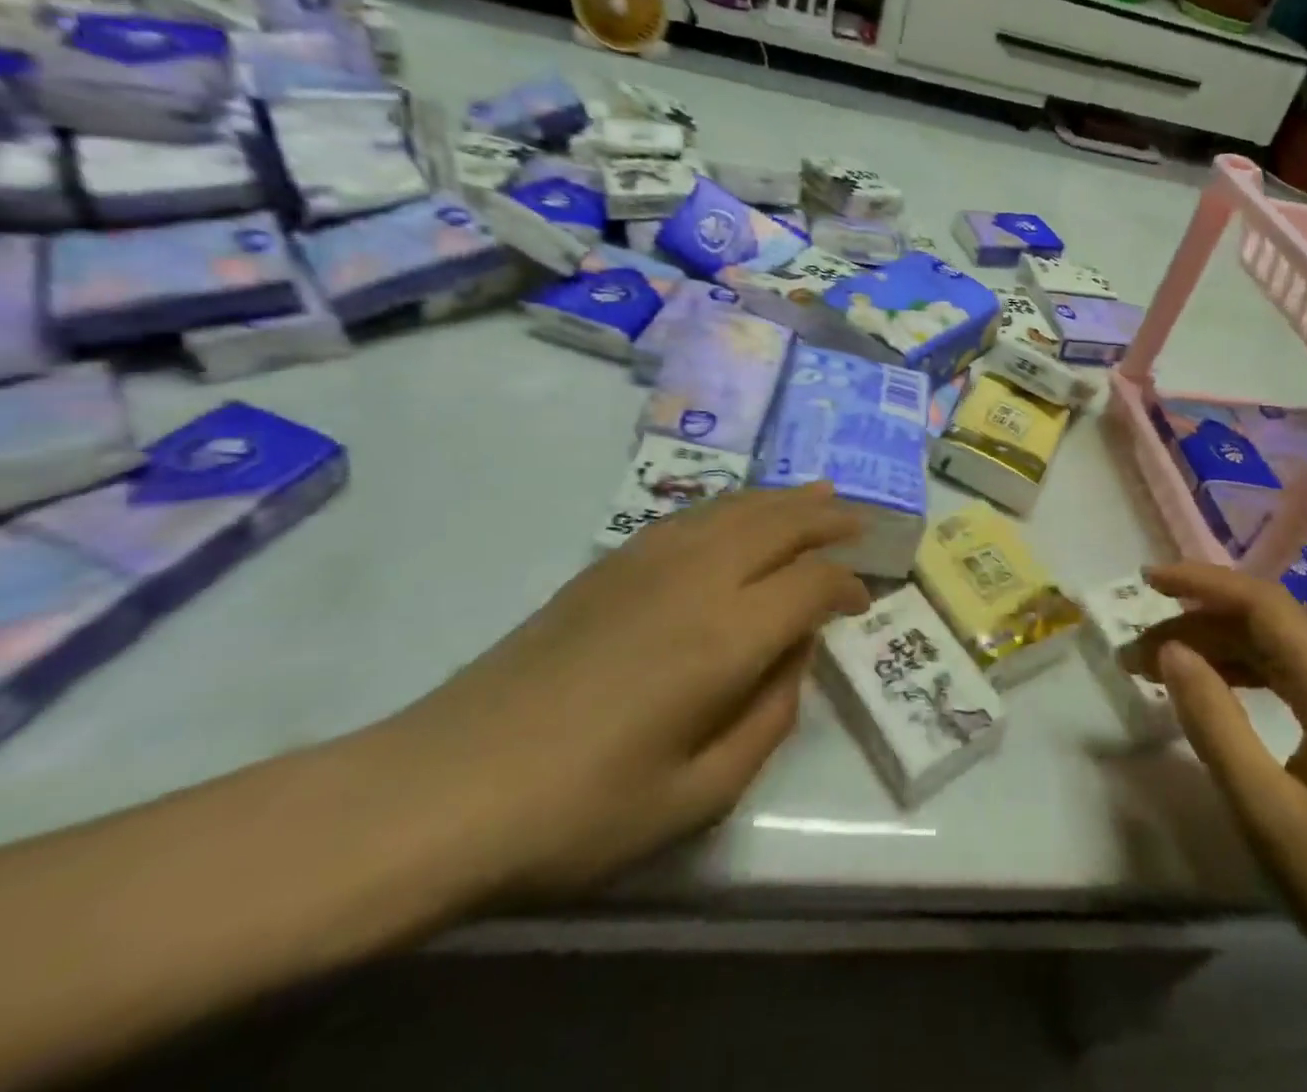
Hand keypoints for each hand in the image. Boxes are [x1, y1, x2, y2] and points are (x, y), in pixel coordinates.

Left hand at [380, 484, 866, 899]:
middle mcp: (696, 579)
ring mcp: (648, 561)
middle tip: (860, 521)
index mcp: (724, 637)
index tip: (861, 602)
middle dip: (827, 520)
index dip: (846, 585)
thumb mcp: (697, 797)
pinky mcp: (610, 563)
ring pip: (736, 508)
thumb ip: (766, 719)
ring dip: (784, 500)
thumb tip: (792, 655)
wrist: (445, 786)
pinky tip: (740, 513)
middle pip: (779, 524)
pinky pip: (692, 515)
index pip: (810, 584)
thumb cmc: (579, 811)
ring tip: (819, 494)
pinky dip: (733, 505)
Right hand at [1148, 564, 1306, 1091]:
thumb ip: (1214, 723)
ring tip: (1157, 671)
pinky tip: (1211, 692)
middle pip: (1265, 624)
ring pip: (1275, 650)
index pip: (1263, 604)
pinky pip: (1290, 679)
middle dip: (1195, 625)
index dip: (1201, 582)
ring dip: (1214, 650)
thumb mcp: (1267, 811)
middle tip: (1135, 654)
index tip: (1146, 579)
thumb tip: (1171, 651)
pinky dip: (1241, 675)